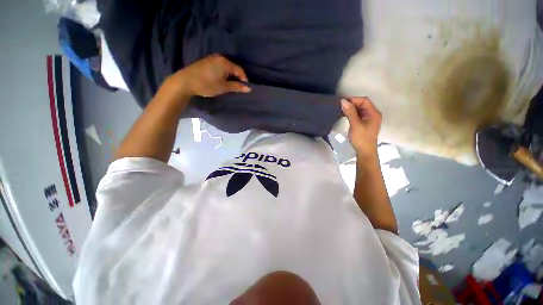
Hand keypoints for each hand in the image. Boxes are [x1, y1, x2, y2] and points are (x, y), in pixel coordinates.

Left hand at [165, 54, 250, 98]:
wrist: (185, 81)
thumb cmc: (207, 84)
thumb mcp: (224, 87)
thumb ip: (237, 87)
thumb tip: (249, 88)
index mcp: (225, 62)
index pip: (240, 70)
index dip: (244, 79)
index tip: (245, 88)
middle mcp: (219, 57)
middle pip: (233, 68)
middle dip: (237, 78)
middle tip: (237, 88)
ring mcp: (212, 58)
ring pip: (226, 67)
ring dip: (230, 76)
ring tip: (229, 85)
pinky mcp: (206, 61)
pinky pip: (219, 67)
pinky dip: (223, 74)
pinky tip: (221, 80)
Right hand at [341, 97, 381, 158]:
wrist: (365, 151)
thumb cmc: (361, 138)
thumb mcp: (355, 125)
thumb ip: (350, 112)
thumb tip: (343, 101)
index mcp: (374, 113)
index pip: (364, 101)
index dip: (354, 99)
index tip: (342, 102)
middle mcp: (373, 114)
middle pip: (363, 104)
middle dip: (352, 103)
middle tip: (341, 106)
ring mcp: (369, 119)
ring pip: (360, 109)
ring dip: (351, 108)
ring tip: (341, 110)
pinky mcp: (365, 123)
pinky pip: (359, 114)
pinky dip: (352, 113)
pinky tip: (346, 115)